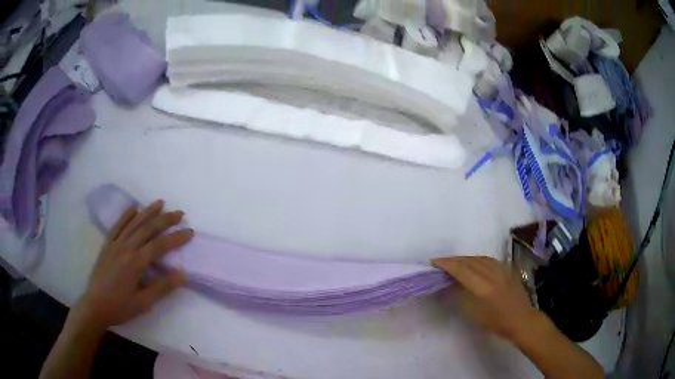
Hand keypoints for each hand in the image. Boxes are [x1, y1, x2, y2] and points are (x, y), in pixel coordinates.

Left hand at [72, 200, 193, 331]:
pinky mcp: (107, 244)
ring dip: (148, 212)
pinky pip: (117, 225)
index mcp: (135, 262)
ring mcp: (115, 244)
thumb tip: (183, 275)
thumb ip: (162, 287)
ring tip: (160, 203)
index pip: (160, 246)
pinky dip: (126, 215)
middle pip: (148, 229)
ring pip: (134, 223)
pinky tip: (134, 209)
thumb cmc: (120, 307)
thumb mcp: (143, 302)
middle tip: (180, 213)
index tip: (190, 231)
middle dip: (165, 219)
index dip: (176, 238)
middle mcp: (125, 247)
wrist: (95, 305)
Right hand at [432, 256, 538, 340]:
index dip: (446, 264)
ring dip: (465, 258)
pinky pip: (489, 260)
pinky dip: (477, 259)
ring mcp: (502, 269)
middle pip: (470, 261)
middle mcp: (492, 274)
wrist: (521, 319)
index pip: (461, 270)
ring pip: (480, 258)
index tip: (433, 262)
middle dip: (454, 260)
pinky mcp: (508, 269)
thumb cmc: (496, 322)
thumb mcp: (474, 314)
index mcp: (483, 287)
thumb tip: (451, 285)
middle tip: (441, 262)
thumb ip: (462, 297)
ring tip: (455, 262)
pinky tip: (475, 262)